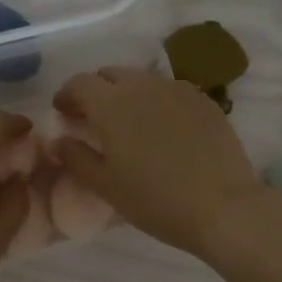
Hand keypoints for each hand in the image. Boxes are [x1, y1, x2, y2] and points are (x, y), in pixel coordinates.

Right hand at [50, 67, 263, 256]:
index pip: (80, 83)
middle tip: (92, 119)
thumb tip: (59, 140)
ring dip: (127, 94)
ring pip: (142, 80)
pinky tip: (161, 129)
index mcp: (112, 104)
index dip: (67, 95)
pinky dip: (156, 102)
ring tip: (128, 124)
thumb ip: (76, 158)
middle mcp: (143, 86)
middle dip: (96, 91)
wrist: (222, 207)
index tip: (63, 113)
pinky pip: (170, 91)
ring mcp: (178, 89)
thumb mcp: (106, 186)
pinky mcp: (204, 100)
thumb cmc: (155, 201)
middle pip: (111, 74)